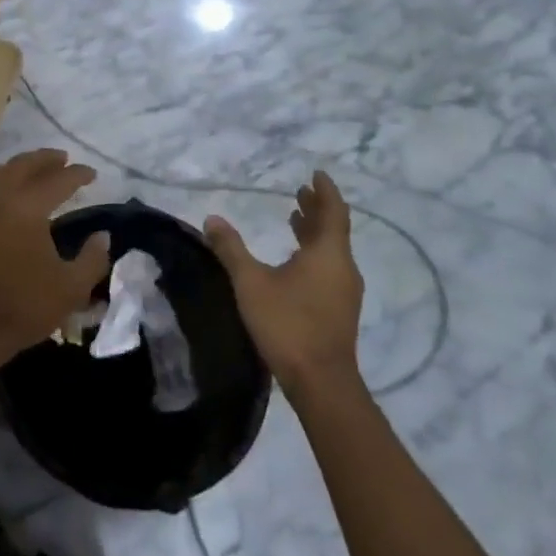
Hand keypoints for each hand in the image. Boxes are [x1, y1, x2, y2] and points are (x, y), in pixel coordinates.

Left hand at [0, 149, 112, 378]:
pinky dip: (1, 180)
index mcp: (27, 209)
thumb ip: (92, 259)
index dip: (77, 174)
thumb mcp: (71, 289)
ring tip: (37, 171)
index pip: (56, 181)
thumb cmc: (23, 307)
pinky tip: (10, 193)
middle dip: (45, 159)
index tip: (92, 173)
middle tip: (63, 159)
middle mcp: (0, 200)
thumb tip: (102, 236)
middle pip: (22, 166)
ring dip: (20, 166)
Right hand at [204, 171, 363, 395]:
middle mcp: (342, 267)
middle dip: (316, 208)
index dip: (325, 191)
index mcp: (328, 254)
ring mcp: (344, 291)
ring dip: (314, 231)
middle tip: (300, 191)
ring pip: (331, 250)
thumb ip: (231, 249)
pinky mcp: (338, 309)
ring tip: (295, 218)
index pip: (333, 212)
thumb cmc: (287, 323)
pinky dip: (313, 252)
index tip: (316, 174)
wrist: (321, 381)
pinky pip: (329, 267)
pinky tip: (294, 260)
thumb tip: (212, 218)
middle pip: (333, 229)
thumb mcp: (250, 282)